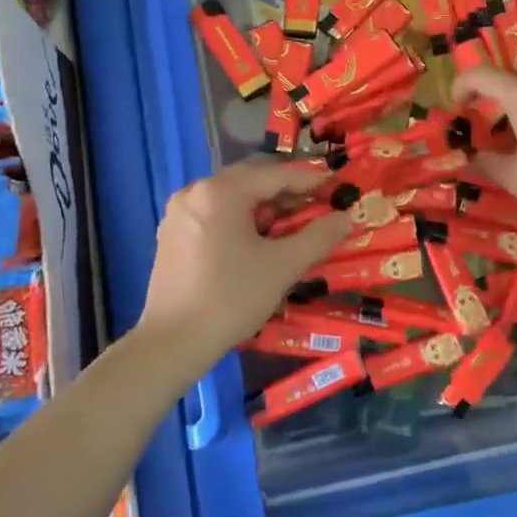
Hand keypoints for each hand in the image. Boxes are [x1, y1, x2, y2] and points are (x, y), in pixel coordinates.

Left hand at [136, 161, 351, 370]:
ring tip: (291, 228)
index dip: (310, 181)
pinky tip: (257, 244)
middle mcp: (195, 192)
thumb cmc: (231, 298)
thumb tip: (345, 218)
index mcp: (221, 191)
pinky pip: (214, 216)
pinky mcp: (172, 236)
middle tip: (318, 209)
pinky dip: (240, 222)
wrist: (173, 342)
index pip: (275, 175)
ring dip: (264, 209)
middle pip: (250, 182)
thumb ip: (318, 237)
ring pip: (231, 200)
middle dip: (286, 195)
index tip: (337, 188)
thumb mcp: (283, 266)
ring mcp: (179, 214)